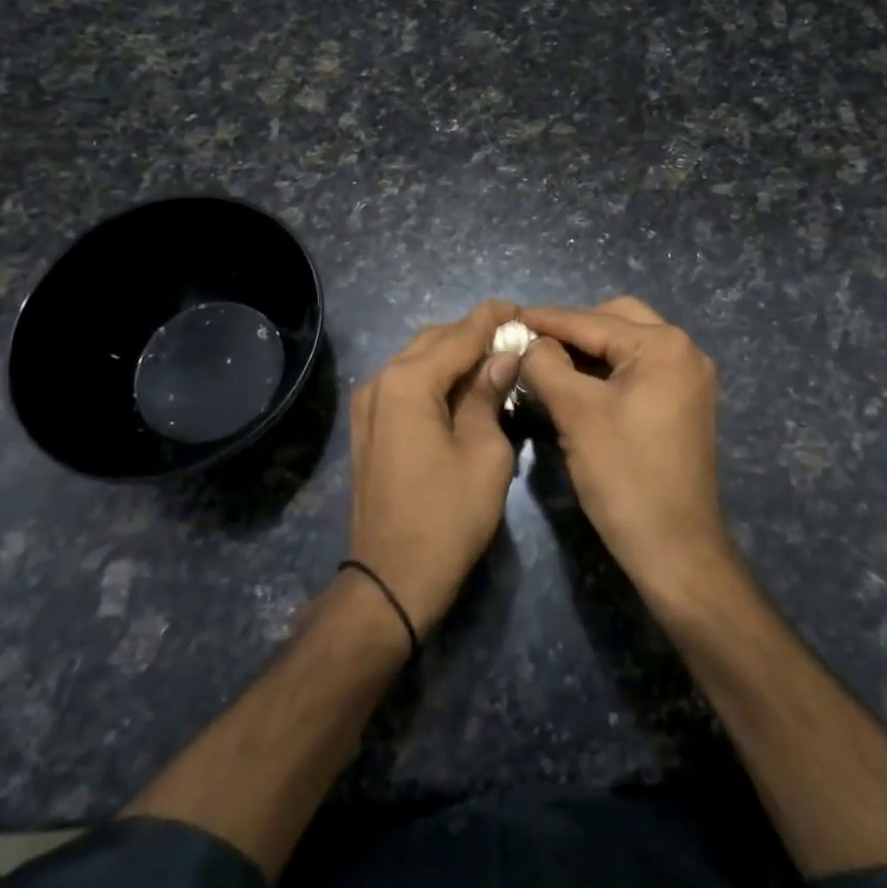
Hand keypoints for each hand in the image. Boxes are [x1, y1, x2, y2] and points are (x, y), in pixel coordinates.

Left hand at [347, 299, 522, 635]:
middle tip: (512, 337)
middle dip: (473, 334)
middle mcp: (381, 380)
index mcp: (410, 381)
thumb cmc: (447, 517)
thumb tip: (501, 357)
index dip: (492, 318)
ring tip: (491, 359)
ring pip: (416, 359)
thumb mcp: (485, 453)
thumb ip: (490, 395)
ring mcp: (368, 402)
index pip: (460, 334)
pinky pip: (404, 383)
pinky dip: (434, 376)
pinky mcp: (367, 424)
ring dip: (452, 354)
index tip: (520, 308)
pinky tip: (460, 388)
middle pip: (434, 340)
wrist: (390, 579)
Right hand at [519, 298, 731, 599]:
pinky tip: (576, 383)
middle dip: (573, 328)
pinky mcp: (683, 403)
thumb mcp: (575, 413)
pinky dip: (607, 369)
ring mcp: (688, 377)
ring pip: (627, 344)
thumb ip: (546, 365)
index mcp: (663, 345)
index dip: (546, 319)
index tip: (508, 316)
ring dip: (589, 348)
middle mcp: (684, 350)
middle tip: (532, 343)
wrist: (675, 548)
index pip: (592, 320)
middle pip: (616, 319)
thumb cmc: (624, 475)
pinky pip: (639, 369)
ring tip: (547, 361)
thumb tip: (529, 343)